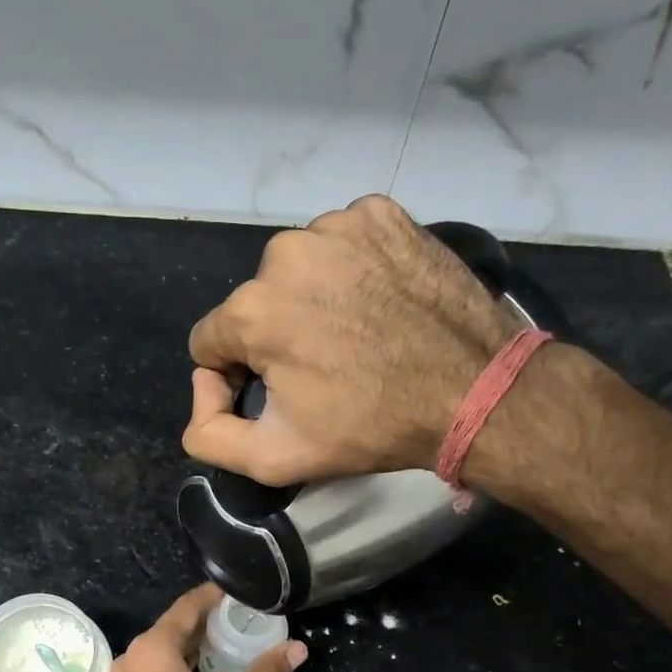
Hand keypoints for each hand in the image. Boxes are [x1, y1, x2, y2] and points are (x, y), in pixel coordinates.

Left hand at [105, 583, 305, 671]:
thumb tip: (297, 648)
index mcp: (153, 649)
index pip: (189, 606)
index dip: (218, 596)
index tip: (245, 592)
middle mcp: (131, 659)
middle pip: (176, 629)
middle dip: (212, 625)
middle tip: (249, 623)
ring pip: (164, 654)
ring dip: (198, 650)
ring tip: (235, 650)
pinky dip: (181, 671)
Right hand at [184, 194, 515, 485]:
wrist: (471, 391)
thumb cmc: (369, 427)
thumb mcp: (274, 457)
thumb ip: (208, 436)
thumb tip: (200, 394)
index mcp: (253, 309)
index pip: (210, 342)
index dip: (235, 376)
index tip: (277, 394)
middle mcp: (285, 253)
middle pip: (254, 304)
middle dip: (276, 336)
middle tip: (325, 369)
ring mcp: (338, 226)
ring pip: (296, 270)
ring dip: (312, 300)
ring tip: (355, 334)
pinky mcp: (381, 214)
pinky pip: (341, 243)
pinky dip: (350, 270)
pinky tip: (378, 300)